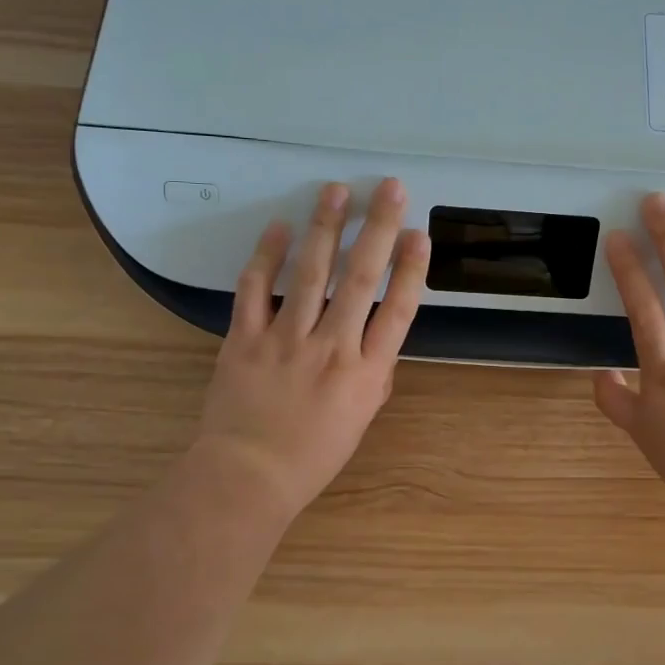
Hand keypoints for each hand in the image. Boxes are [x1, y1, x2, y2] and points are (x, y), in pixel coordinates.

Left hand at [192, 178, 429, 520]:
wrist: (248, 476)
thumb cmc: (313, 455)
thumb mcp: (360, 419)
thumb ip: (374, 374)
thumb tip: (377, 338)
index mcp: (366, 372)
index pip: (397, 310)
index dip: (411, 269)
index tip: (419, 233)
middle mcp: (332, 347)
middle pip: (360, 278)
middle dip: (378, 229)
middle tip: (390, 188)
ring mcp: (286, 339)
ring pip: (310, 273)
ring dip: (326, 228)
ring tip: (336, 190)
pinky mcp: (245, 338)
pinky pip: (255, 289)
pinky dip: (266, 256)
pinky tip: (279, 227)